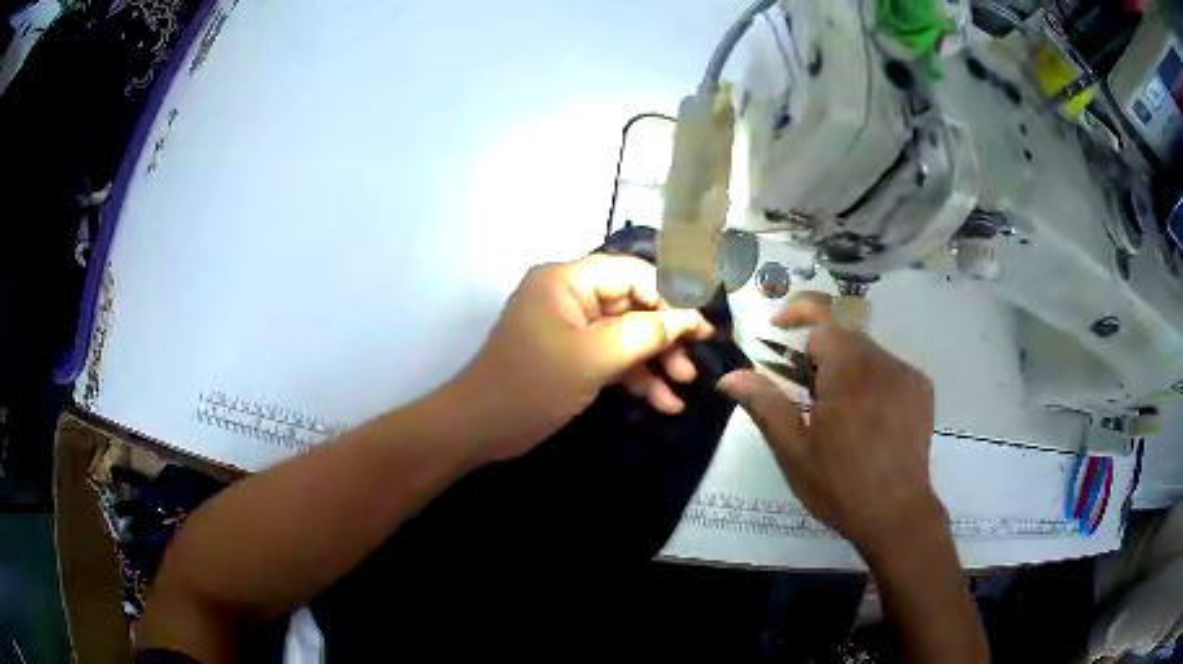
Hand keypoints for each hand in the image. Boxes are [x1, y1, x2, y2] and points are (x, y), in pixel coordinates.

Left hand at [452, 255, 714, 462]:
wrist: (480, 430)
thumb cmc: (532, 386)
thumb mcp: (593, 358)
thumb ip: (645, 334)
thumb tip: (691, 319)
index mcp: (567, 280)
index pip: (632, 274)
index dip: (670, 298)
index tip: (702, 328)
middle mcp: (569, 296)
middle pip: (632, 305)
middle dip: (664, 338)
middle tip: (694, 366)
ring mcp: (570, 328)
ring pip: (625, 335)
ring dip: (654, 362)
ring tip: (683, 389)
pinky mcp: (571, 356)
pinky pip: (610, 357)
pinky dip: (634, 378)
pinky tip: (662, 402)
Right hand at [719, 292, 945, 555]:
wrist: (896, 514)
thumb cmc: (839, 485)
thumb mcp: (793, 450)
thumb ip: (764, 404)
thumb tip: (729, 376)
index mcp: (847, 369)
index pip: (821, 316)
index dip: (796, 312)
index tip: (776, 327)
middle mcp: (881, 360)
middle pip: (845, 333)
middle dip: (820, 348)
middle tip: (804, 384)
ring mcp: (907, 373)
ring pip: (869, 350)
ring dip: (847, 364)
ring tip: (838, 407)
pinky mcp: (922, 389)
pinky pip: (891, 367)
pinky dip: (873, 377)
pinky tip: (869, 415)